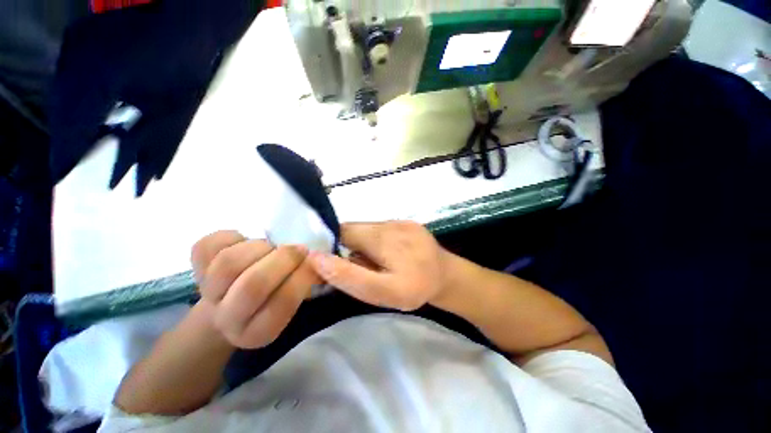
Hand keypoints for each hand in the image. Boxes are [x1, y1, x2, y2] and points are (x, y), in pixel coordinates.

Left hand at [190, 231, 321, 348]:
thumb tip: (320, 261)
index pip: (283, 302)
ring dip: (260, 247)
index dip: (303, 275)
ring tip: (270, 247)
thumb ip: (307, 284)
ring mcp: (207, 294)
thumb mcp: (294, 301)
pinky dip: (233, 237)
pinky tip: (245, 243)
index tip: (315, 261)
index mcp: (258, 331)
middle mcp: (229, 319)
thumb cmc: (272, 299)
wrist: (229, 305)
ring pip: (230, 262)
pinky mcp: (193, 269)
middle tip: (298, 249)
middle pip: (253, 284)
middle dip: (284, 258)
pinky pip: (209, 245)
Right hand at [309, 221, 447, 311]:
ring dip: (364, 244)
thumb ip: (350, 276)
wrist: (447, 277)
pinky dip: (377, 241)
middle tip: (362, 267)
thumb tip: (318, 258)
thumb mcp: (382, 292)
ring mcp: (400, 220)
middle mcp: (390, 223)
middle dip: (350, 247)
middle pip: (354, 229)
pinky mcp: (407, 222)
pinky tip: (389, 255)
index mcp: (382, 238)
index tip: (337, 263)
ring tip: (377, 262)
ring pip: (367, 229)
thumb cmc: (416, 288)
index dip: (333, 245)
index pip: (342, 232)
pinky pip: (381, 228)